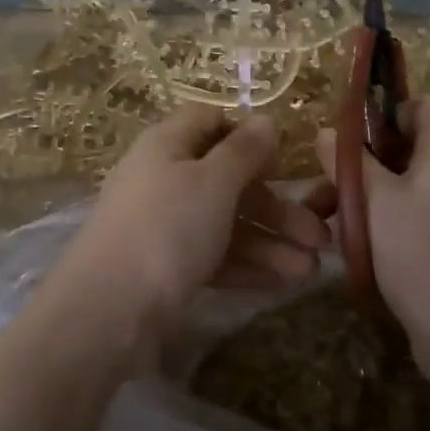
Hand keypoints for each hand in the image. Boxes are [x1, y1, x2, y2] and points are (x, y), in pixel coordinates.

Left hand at [55, 108, 330, 348]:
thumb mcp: (213, 181)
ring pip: (226, 223)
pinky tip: (284, 282)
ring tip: (312, 270)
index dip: (246, 133)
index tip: (282, 158)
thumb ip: (243, 151)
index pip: (208, 122)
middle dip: (276, 206)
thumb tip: (265, 120)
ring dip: (270, 242)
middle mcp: (164, 179)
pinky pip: (214, 255)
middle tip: (320, 234)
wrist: (109, 310)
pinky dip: (248, 265)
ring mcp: (164, 226)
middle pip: (227, 180)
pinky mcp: (166, 267)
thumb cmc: (167, 227)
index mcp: (167, 145)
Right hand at [315, 98, 429, 390]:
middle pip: (413, 145)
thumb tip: (329, 131)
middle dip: (367, 161)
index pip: (426, 104)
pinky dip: (390, 217)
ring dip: (371, 193)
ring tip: (329, 220)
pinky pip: (422, 211)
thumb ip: (350, 161)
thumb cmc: (420, 254)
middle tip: (329, 184)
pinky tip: (356, 244)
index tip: (353, 140)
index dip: (387, 113)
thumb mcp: (374, 202)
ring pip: (411, 182)